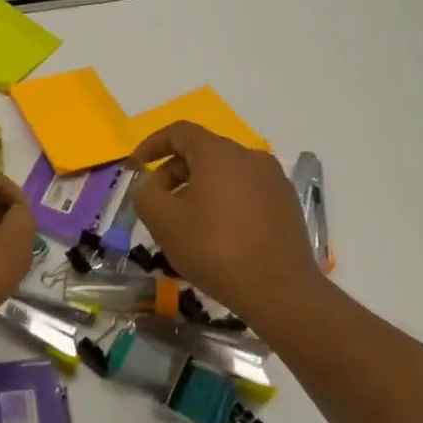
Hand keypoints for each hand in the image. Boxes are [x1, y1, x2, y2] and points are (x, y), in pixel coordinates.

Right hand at [130, 122, 333, 340]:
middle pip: (203, 151)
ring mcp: (273, 180)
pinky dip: (223, 199)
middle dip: (173, 172)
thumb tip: (150, 186)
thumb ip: (145, 194)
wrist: (280, 290)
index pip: (179, 132)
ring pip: (224, 172)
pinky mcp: (286, 203)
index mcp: (219, 154)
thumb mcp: (163, 221)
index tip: (136, 166)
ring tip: (185, 220)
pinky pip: (245, 189)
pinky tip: (216, 232)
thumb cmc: (214, 250)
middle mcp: (250, 157)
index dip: (152, 144)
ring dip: (198, 187)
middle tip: (157, 202)